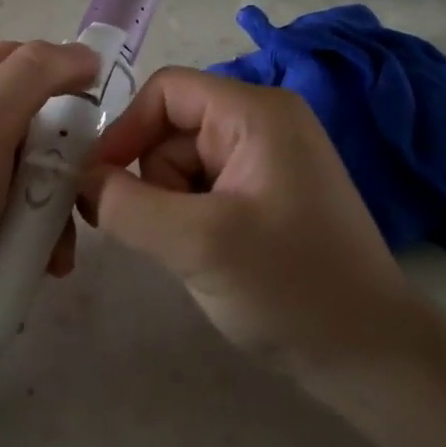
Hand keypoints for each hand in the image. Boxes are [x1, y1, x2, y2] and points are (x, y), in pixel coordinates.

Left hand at [0, 40, 98, 350]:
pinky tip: (49, 263)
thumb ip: (31, 77)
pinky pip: (31, 218)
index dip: (65, 68)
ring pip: (42, 175)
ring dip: (62, 206)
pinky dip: (47, 238)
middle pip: (40, 120)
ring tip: (63, 241)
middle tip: (88, 178)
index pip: (23, 59)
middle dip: (71, 152)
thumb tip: (85, 53)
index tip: (104, 101)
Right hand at [80, 67, 415, 373]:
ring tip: (196, 252)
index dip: (124, 130)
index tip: (96, 185)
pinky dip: (187, 220)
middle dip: (153, 181)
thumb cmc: (290, 287)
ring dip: (169, 207)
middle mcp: (262, 124)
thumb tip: (78, 178)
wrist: (367, 355)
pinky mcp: (263, 196)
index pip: (166, 91)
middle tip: (166, 235)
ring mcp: (266, 161)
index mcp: (256, 112)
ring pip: (180, 166)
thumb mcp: (198, 243)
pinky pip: (201, 191)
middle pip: (170, 130)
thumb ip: (126, 205)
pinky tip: (209, 257)